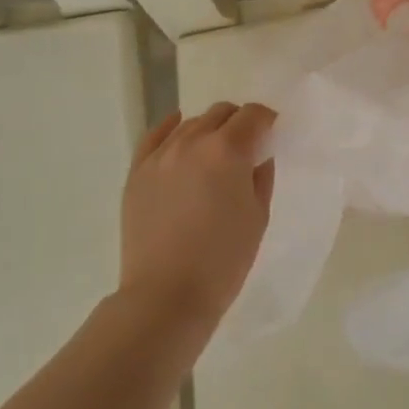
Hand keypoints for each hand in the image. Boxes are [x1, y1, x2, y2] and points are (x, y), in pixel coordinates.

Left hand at [118, 102, 276, 333]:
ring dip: (208, 130)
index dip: (267, 120)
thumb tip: (258, 154)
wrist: (166, 296)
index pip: (253, 115)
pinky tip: (178, 129)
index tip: (271, 133)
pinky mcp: (137, 172)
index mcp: (228, 150)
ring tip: (213, 154)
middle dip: (238, 122)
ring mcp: (160, 155)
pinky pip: (154, 136)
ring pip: (190, 123)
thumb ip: (261, 175)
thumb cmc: (223, 260)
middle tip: (246, 146)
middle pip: (221, 112)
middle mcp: (192, 141)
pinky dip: (170, 129)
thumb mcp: (258, 216)